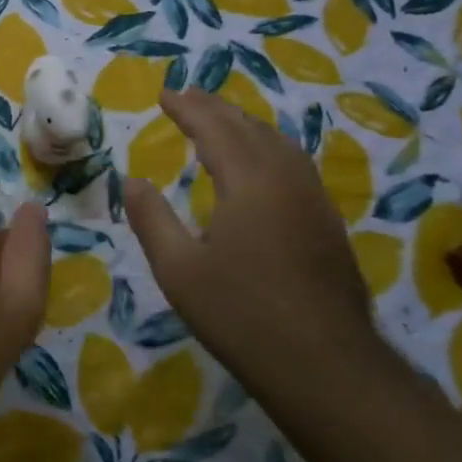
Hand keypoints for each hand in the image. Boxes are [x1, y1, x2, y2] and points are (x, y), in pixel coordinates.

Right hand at [123, 88, 377, 377]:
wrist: (326, 366)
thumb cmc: (240, 315)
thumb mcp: (178, 270)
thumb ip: (152, 219)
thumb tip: (132, 180)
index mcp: (250, 183)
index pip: (215, 130)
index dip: (188, 109)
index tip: (165, 94)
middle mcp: (286, 180)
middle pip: (251, 129)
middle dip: (217, 108)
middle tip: (188, 96)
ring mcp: (314, 202)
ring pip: (280, 144)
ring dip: (246, 125)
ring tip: (222, 120)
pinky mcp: (328, 225)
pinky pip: (295, 165)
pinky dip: (268, 147)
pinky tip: (261, 165)